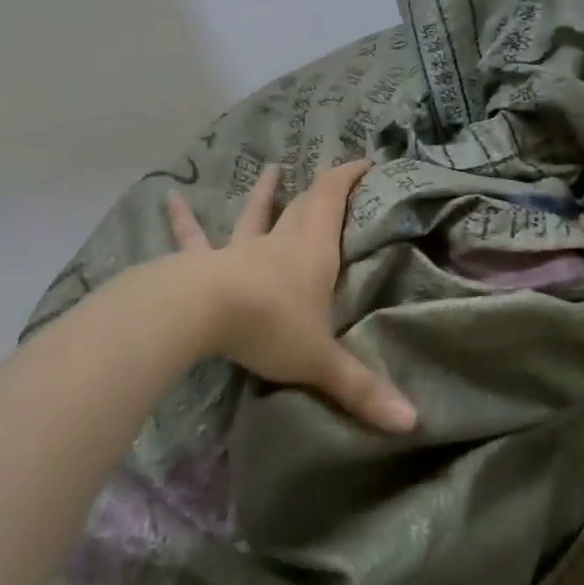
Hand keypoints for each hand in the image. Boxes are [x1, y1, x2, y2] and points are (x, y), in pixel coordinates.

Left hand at [166, 161, 417, 434]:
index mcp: (313, 252)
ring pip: (254, 214)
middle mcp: (279, 243)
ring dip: (264, 192)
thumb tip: (414, 422)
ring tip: (270, 168)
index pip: (333, 200)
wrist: (200, 314)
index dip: (348, 178)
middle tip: (329, 174)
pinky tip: (169, 198)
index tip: (364, 162)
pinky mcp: (203, 264)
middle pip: (302, 207)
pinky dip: (184, 219)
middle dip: (319, 190)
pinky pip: (193, 238)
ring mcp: (239, 250)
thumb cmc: (270, 326)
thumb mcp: (320, 361)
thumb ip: (362, 389)